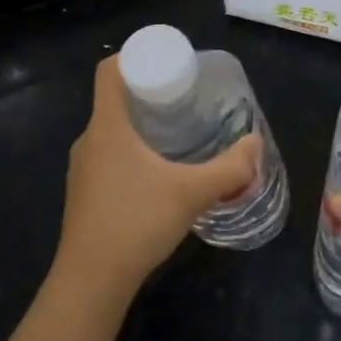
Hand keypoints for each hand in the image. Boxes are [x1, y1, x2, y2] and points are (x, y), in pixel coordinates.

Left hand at [55, 54, 262, 300]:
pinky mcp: (85, 193)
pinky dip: (134, 149)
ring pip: (113, 129)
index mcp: (108, 126)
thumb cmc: (136, 224)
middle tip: (187, 97)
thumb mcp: (192, 192)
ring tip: (179, 131)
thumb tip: (256, 144)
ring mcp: (83, 168)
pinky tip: (160, 171)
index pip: (110, 70)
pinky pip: (110, 154)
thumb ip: (230, 168)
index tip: (170, 65)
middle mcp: (89, 140)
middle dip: (151, 91)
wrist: (90, 283)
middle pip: (116, 98)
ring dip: (143, 123)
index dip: (137, 57)